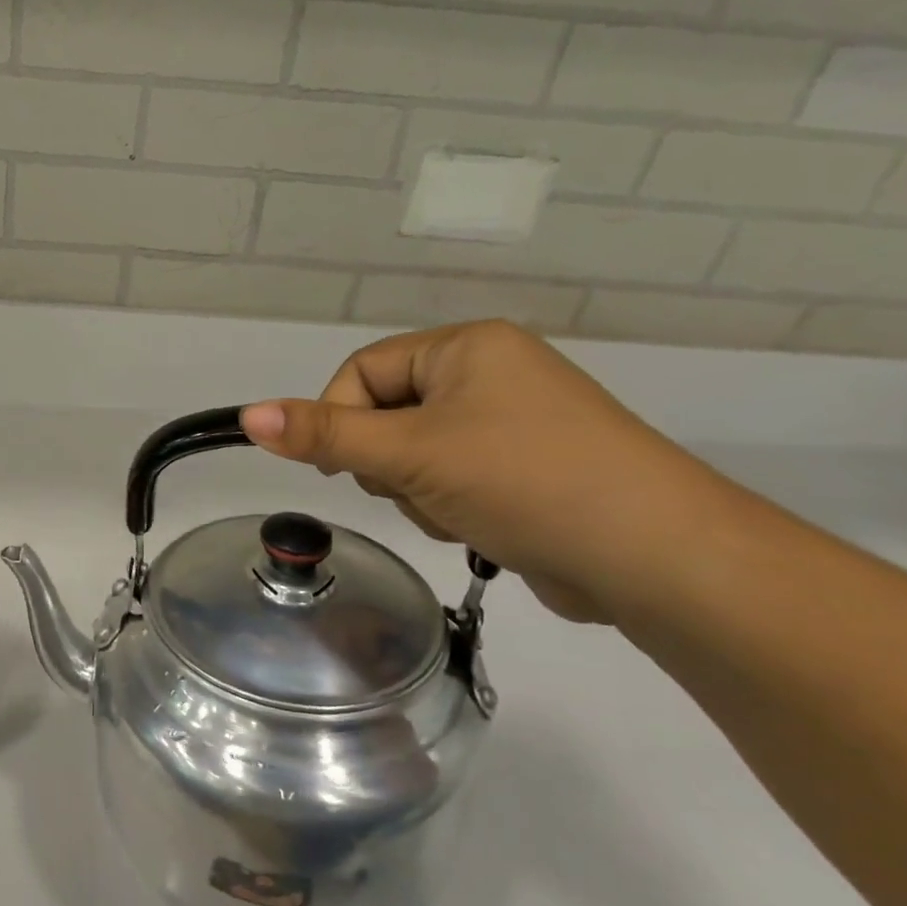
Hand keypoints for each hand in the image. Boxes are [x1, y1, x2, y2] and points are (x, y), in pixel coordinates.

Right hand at [240, 321, 722, 624]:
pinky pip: (454, 478)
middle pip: (388, 413)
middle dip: (389, 462)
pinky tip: (484, 529)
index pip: (364, 370)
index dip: (341, 417)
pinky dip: (453, 506)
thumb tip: (248, 414)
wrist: (658, 558)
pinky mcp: (528, 469)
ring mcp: (513, 423)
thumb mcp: (411, 454)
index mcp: (466, 346)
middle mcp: (491, 373)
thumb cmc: (525, 480)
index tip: (347, 466)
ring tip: (461, 514)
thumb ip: (326, 434)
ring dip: (420, 491)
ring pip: (416, 454)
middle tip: (417, 489)